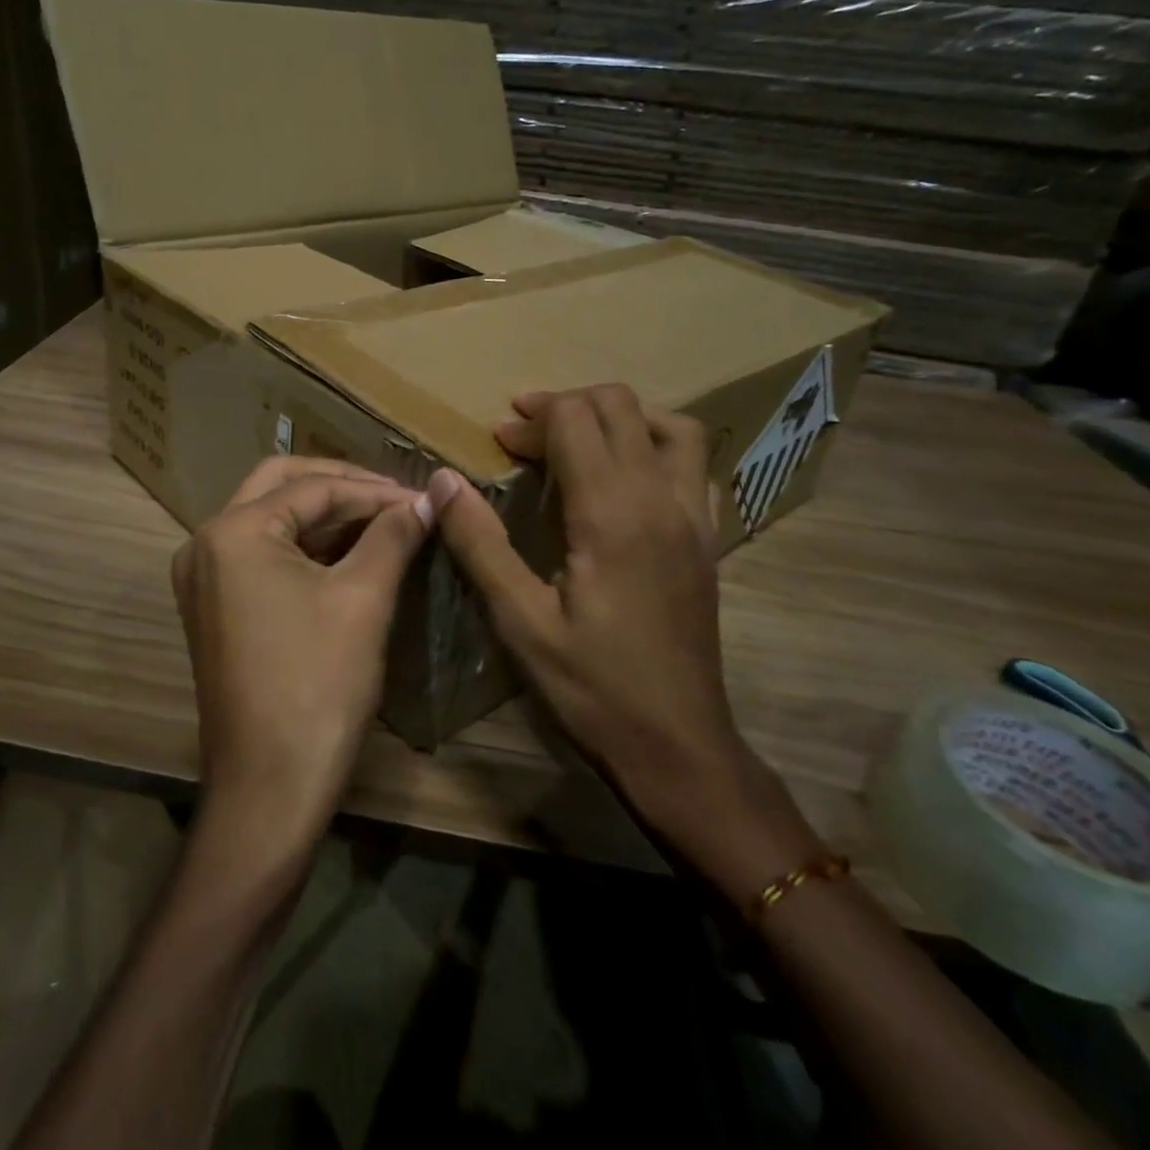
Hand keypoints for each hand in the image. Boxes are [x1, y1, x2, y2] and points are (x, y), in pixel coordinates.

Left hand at [173, 457, 436, 855]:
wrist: (269, 787)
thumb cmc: (318, 685)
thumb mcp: (363, 599)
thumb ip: (394, 534)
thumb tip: (428, 496)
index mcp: (233, 532)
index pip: (312, 487)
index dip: (373, 489)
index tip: (422, 497)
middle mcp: (206, 543)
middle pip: (280, 487)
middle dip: (341, 488)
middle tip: (395, 499)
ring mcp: (204, 577)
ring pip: (270, 520)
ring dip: (325, 516)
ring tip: (383, 522)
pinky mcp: (214, 606)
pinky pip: (261, 555)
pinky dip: (305, 547)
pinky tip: (350, 552)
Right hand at [431, 385, 818, 893]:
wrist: (678, 744)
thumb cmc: (592, 686)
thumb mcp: (519, 620)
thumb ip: (480, 542)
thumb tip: (441, 480)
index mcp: (612, 513)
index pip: (575, 420)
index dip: (531, 417)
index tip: (497, 438)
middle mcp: (661, 498)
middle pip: (620, 407)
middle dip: (566, 405)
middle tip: (524, 433)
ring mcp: (694, 517)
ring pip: (669, 426)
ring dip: (618, 416)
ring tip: (577, 437)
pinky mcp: (708, 539)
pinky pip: (693, 465)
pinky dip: (657, 447)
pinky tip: (628, 477)